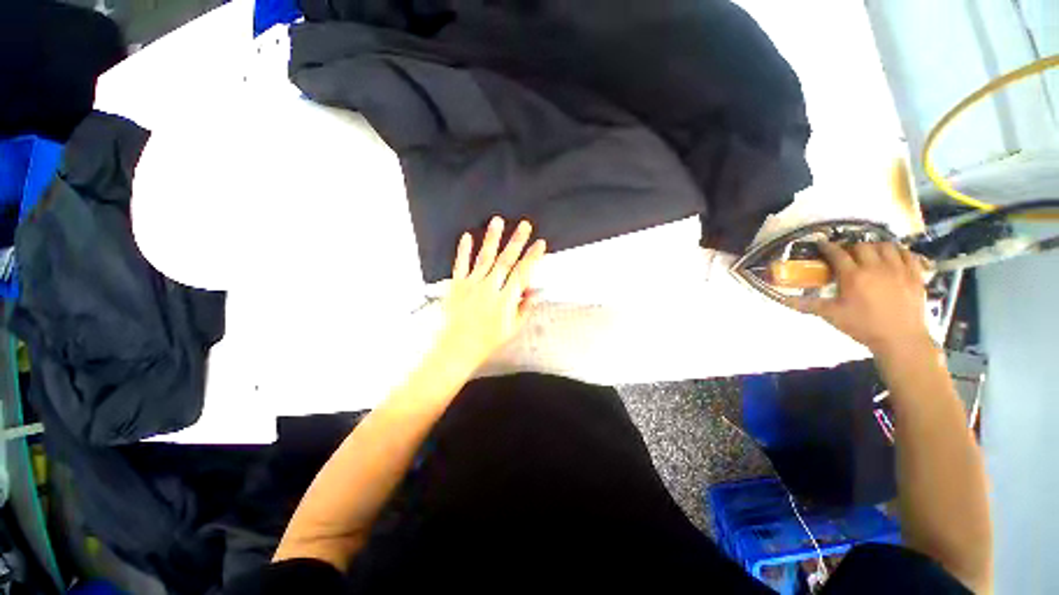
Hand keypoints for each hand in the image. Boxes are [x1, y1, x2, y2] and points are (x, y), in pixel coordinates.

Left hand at [435, 217, 546, 372]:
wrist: (457, 347)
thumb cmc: (486, 341)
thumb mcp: (511, 329)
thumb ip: (524, 309)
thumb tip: (533, 292)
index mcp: (505, 300)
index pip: (522, 273)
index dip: (532, 257)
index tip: (539, 244)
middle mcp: (489, 288)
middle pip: (506, 261)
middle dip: (517, 241)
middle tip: (524, 225)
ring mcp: (471, 285)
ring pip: (484, 258)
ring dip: (492, 239)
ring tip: (497, 221)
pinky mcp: (456, 286)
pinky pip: (460, 265)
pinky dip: (463, 250)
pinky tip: (467, 236)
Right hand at [792, 242, 930, 353]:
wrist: (900, 339)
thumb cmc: (863, 326)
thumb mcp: (832, 315)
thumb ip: (807, 305)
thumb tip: (783, 300)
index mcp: (853, 276)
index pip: (837, 254)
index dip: (827, 247)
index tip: (821, 244)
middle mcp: (876, 267)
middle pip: (862, 246)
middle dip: (851, 246)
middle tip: (846, 253)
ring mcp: (899, 269)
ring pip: (886, 245)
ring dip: (875, 246)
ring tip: (870, 253)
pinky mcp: (915, 274)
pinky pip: (908, 253)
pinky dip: (899, 251)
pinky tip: (893, 256)